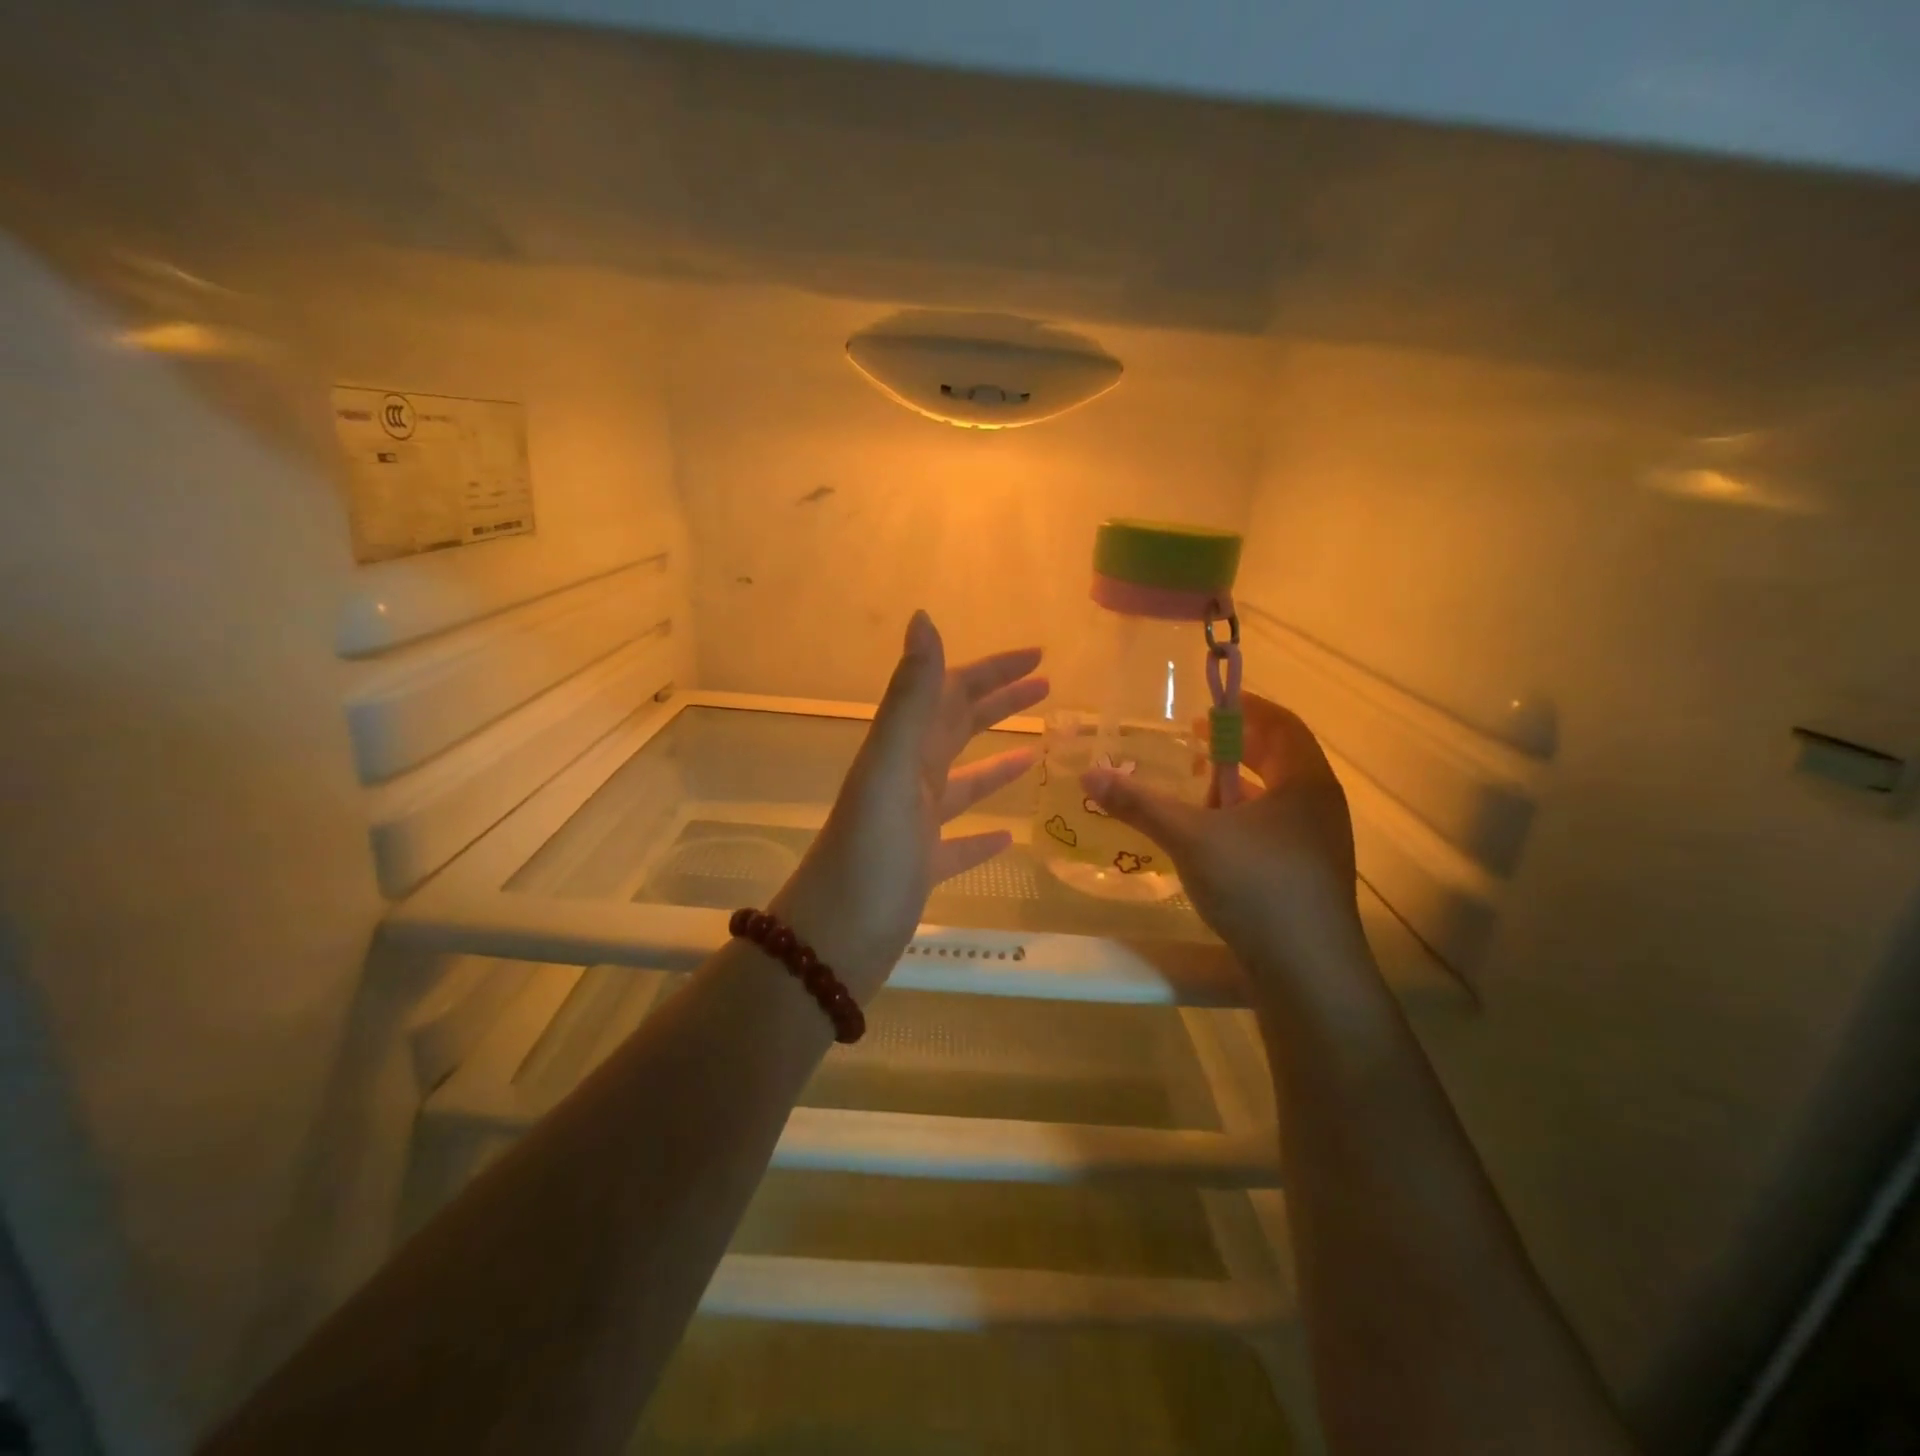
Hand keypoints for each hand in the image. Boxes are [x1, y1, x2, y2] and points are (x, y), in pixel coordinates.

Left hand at [772, 611, 1047, 999]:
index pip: (951, 693)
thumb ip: (910, 698)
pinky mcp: (921, 868)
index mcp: (902, 751)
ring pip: (961, 783)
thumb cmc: (868, 854)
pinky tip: (1009, 836)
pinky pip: (959, 844)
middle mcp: (907, 780)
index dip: (992, 671)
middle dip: (999, 703)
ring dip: (996, 763)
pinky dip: (983, 835)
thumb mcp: (891, 769)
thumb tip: (923, 618)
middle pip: (958, 728)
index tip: (1038, 655)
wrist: (833, 941)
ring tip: (1035, 752)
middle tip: (1047, 687)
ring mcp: (913, 825)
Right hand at [1081, 693, 1366, 985]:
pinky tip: (1211, 839)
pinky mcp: (1308, 877)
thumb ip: (1141, 804)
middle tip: (1196, 742)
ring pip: (1276, 799)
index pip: (1282, 724)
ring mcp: (1318, 845)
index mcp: (1305, 782)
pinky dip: (1243, 821)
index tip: (1209, 705)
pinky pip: (1274, 830)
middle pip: (1280, 759)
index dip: (1245, 708)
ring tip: (1197, 789)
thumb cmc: (1258, 887)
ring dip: (1239, 786)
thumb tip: (1090, 774)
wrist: (1309, 974)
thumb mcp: (1191, 838)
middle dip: (1237, 747)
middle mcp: (1320, 807)